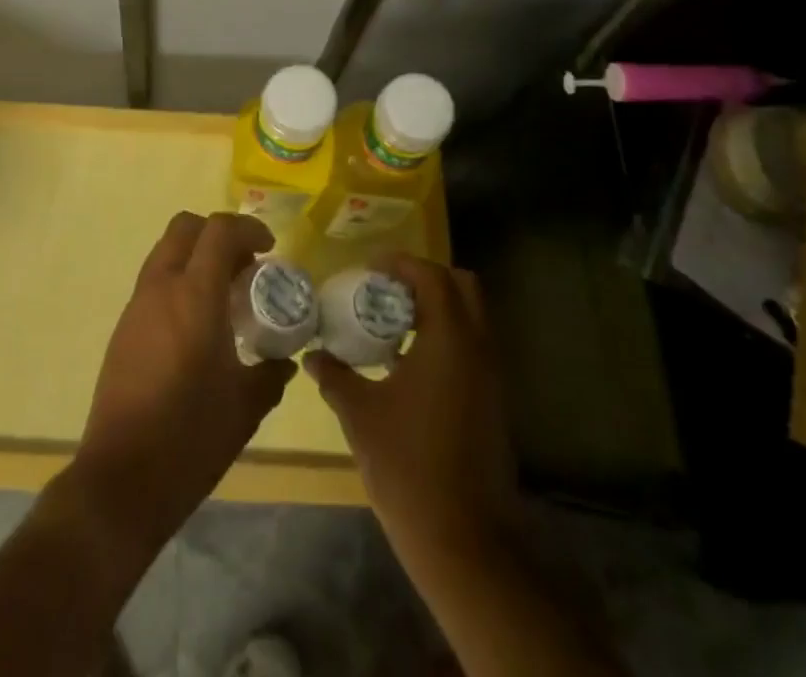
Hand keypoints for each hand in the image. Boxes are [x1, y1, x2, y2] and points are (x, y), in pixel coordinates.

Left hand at [72, 212, 295, 551]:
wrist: (121, 480)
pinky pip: (155, 282)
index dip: (248, 228)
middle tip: (245, 266)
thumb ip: (270, 374)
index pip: (219, 231)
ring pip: (166, 252)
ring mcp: (136, 306)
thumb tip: (284, 361)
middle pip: (185, 227)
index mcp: (194, 296)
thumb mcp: (245, 407)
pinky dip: (179, 282)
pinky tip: (198, 326)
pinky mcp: (123, 328)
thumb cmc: (190, 437)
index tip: (270, 248)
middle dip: (218, 233)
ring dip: (197, 257)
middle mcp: (161, 288)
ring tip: (225, 297)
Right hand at [305, 256, 517, 564]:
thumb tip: (313, 356)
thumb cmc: (408, 466)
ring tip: (393, 325)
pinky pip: (472, 348)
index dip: (402, 263)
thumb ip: (335, 376)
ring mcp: (491, 378)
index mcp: (450, 340)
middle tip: (388, 290)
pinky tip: (409, 365)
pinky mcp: (492, 403)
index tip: (371, 268)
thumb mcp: (360, 415)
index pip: (433, 276)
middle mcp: (478, 349)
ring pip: (471, 319)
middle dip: (426, 279)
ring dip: (437, 309)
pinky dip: (445, 338)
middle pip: (463, 287)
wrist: (464, 541)